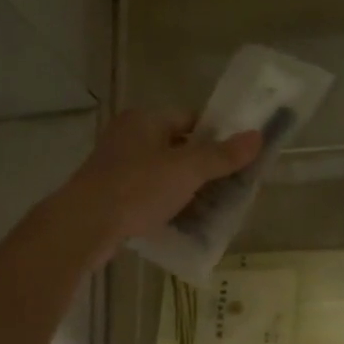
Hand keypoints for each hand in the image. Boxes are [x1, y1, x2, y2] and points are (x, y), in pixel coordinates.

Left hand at [59, 109, 262, 255]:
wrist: (86, 225)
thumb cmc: (137, 188)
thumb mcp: (187, 170)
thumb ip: (222, 155)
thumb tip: (258, 137)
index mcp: (145, 119)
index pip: (191, 119)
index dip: (216, 136)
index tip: (238, 158)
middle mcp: (129, 137)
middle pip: (178, 148)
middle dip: (204, 168)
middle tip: (231, 188)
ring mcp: (118, 167)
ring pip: (164, 174)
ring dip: (187, 190)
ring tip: (213, 209)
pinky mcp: (112, 196)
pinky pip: (149, 196)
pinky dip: (167, 206)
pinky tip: (184, 223)